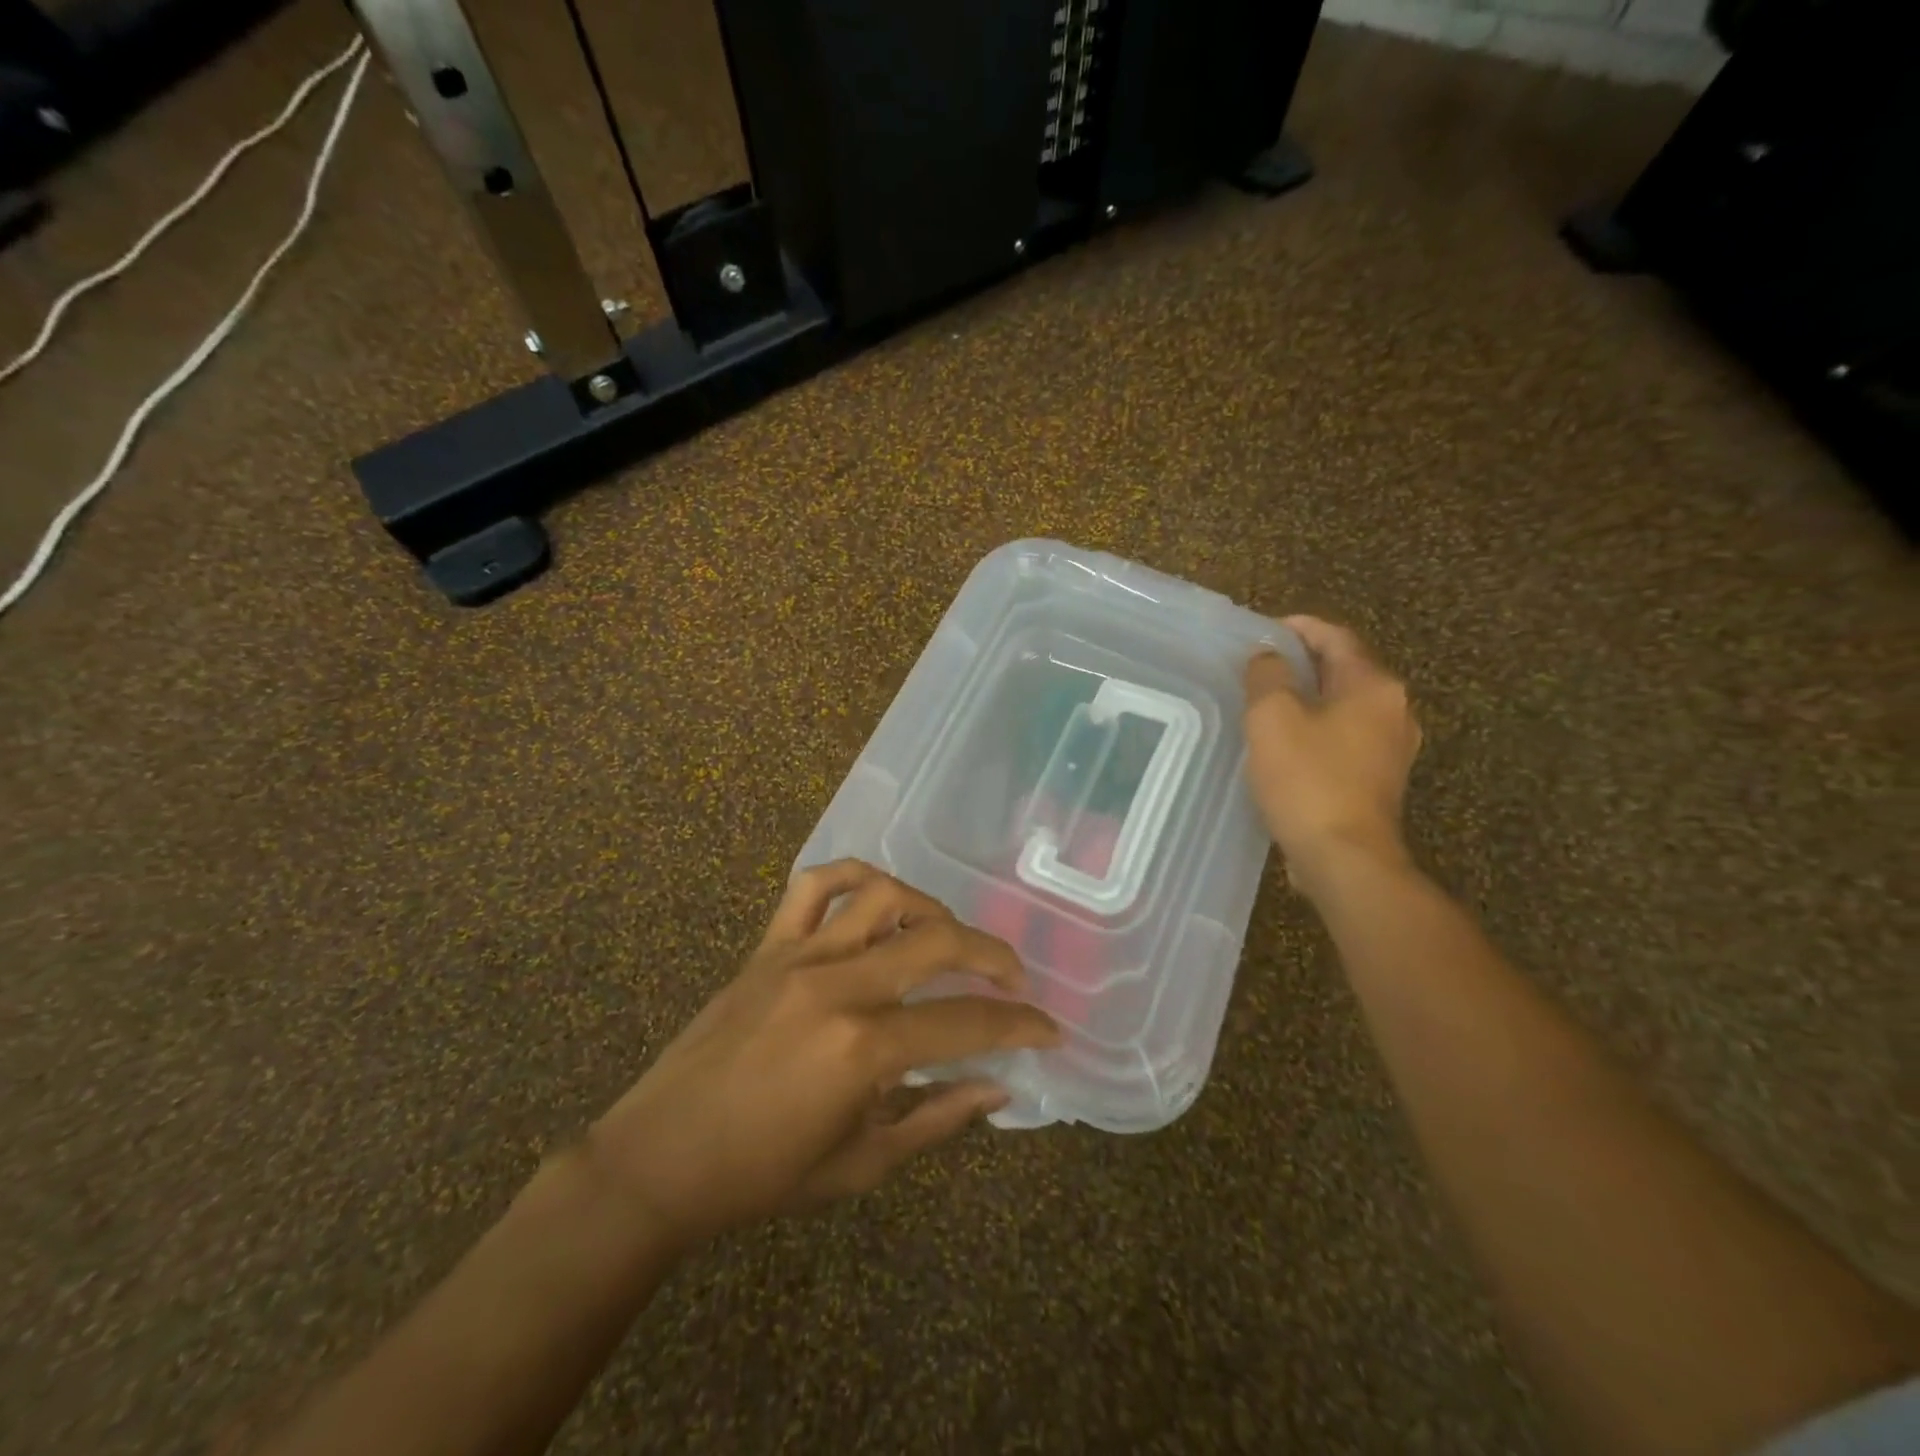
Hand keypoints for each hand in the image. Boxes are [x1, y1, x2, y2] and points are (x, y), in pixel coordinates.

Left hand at [586, 861, 1060, 1252]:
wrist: (658, 1159)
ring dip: (930, 909)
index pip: (965, 1024)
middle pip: (938, 941)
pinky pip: (813, 886)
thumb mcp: (861, 1164)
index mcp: (863, 1050)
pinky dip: (852, 876)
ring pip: (883, 897)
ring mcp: (799, 957)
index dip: (1018, 1025)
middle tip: (1012, 977)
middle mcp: (838, 986)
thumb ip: (937, 1117)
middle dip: (992, 956)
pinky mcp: (767, 946)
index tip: (1048, 1029)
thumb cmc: (760, 1176)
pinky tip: (876, 896)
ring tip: (948, 937)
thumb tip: (999, 1086)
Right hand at [1243, 616, 1421, 897]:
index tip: (1263, 630)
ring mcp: (1392, 748)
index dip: (1299, 628)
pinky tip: (1286, 744)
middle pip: (1345, 670)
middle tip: (1259, 666)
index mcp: (1374, 686)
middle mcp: (1394, 710)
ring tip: (1267, 703)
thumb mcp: (1272, 716)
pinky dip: (1317, 729)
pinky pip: (1345, 738)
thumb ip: (1267, 675)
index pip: (1337, 638)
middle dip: (1303, 663)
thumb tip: (1268, 657)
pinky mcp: (1379, 780)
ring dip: (1309, 698)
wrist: (1344, 857)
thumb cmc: (1307, 779)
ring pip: (1345, 707)